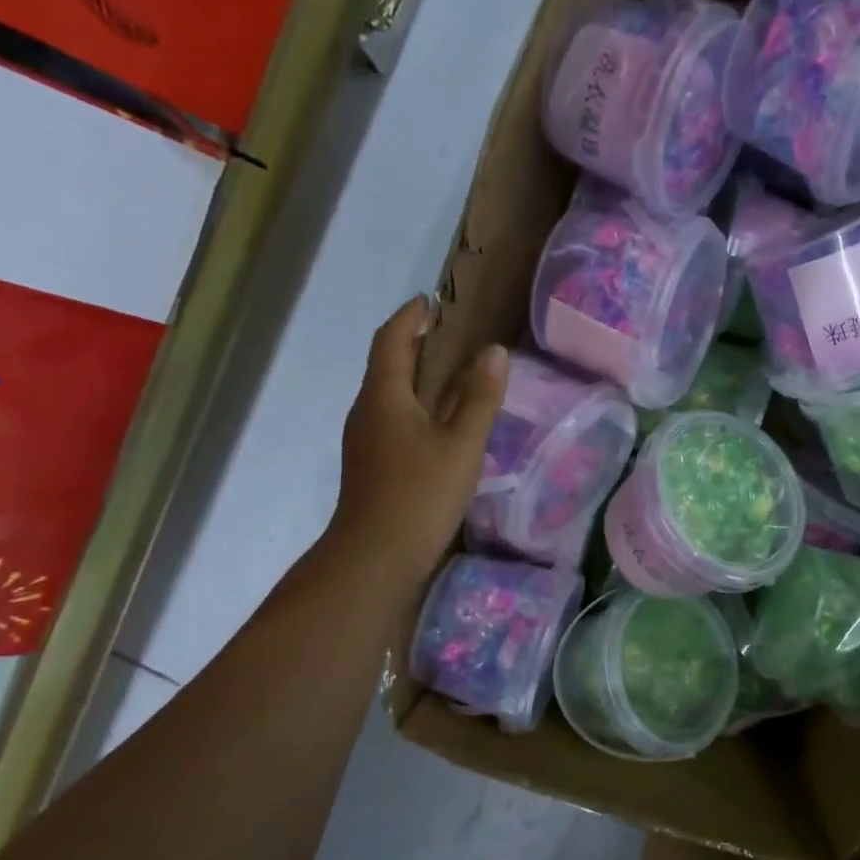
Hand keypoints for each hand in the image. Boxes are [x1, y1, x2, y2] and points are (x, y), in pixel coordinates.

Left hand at [323, 296, 506, 585]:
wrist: (374, 558)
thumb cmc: (419, 495)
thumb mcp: (461, 445)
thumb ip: (479, 398)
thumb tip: (494, 352)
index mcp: (384, 396)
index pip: (392, 339)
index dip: (410, 316)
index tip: (432, 301)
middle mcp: (367, 411)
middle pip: (388, 364)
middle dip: (416, 344)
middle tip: (454, 336)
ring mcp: (365, 440)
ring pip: (390, 394)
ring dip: (417, 377)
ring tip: (454, 375)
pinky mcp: (372, 465)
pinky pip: (393, 419)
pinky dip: (416, 406)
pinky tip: (441, 424)